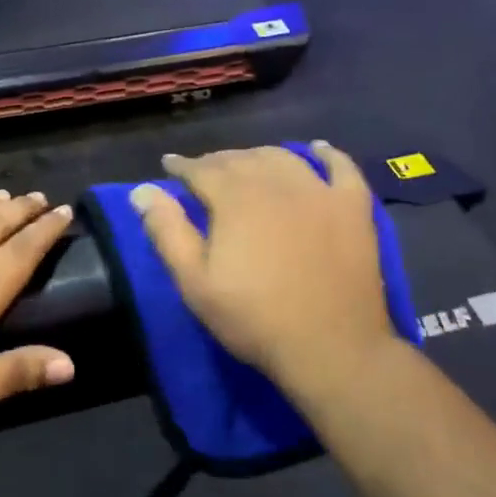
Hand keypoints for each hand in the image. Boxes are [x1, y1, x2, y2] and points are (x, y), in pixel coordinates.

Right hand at [131, 144, 398, 396]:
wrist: (330, 347)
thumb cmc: (254, 318)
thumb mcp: (195, 282)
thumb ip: (167, 231)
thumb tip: (142, 190)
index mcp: (235, 199)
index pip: (202, 169)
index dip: (182, 166)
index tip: (170, 165)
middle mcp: (277, 183)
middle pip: (241, 159)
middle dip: (217, 161)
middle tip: (204, 171)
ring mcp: (320, 192)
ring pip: (283, 158)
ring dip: (259, 156)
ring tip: (247, 164)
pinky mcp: (353, 207)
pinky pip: (341, 167)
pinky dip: (326, 154)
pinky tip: (317, 149)